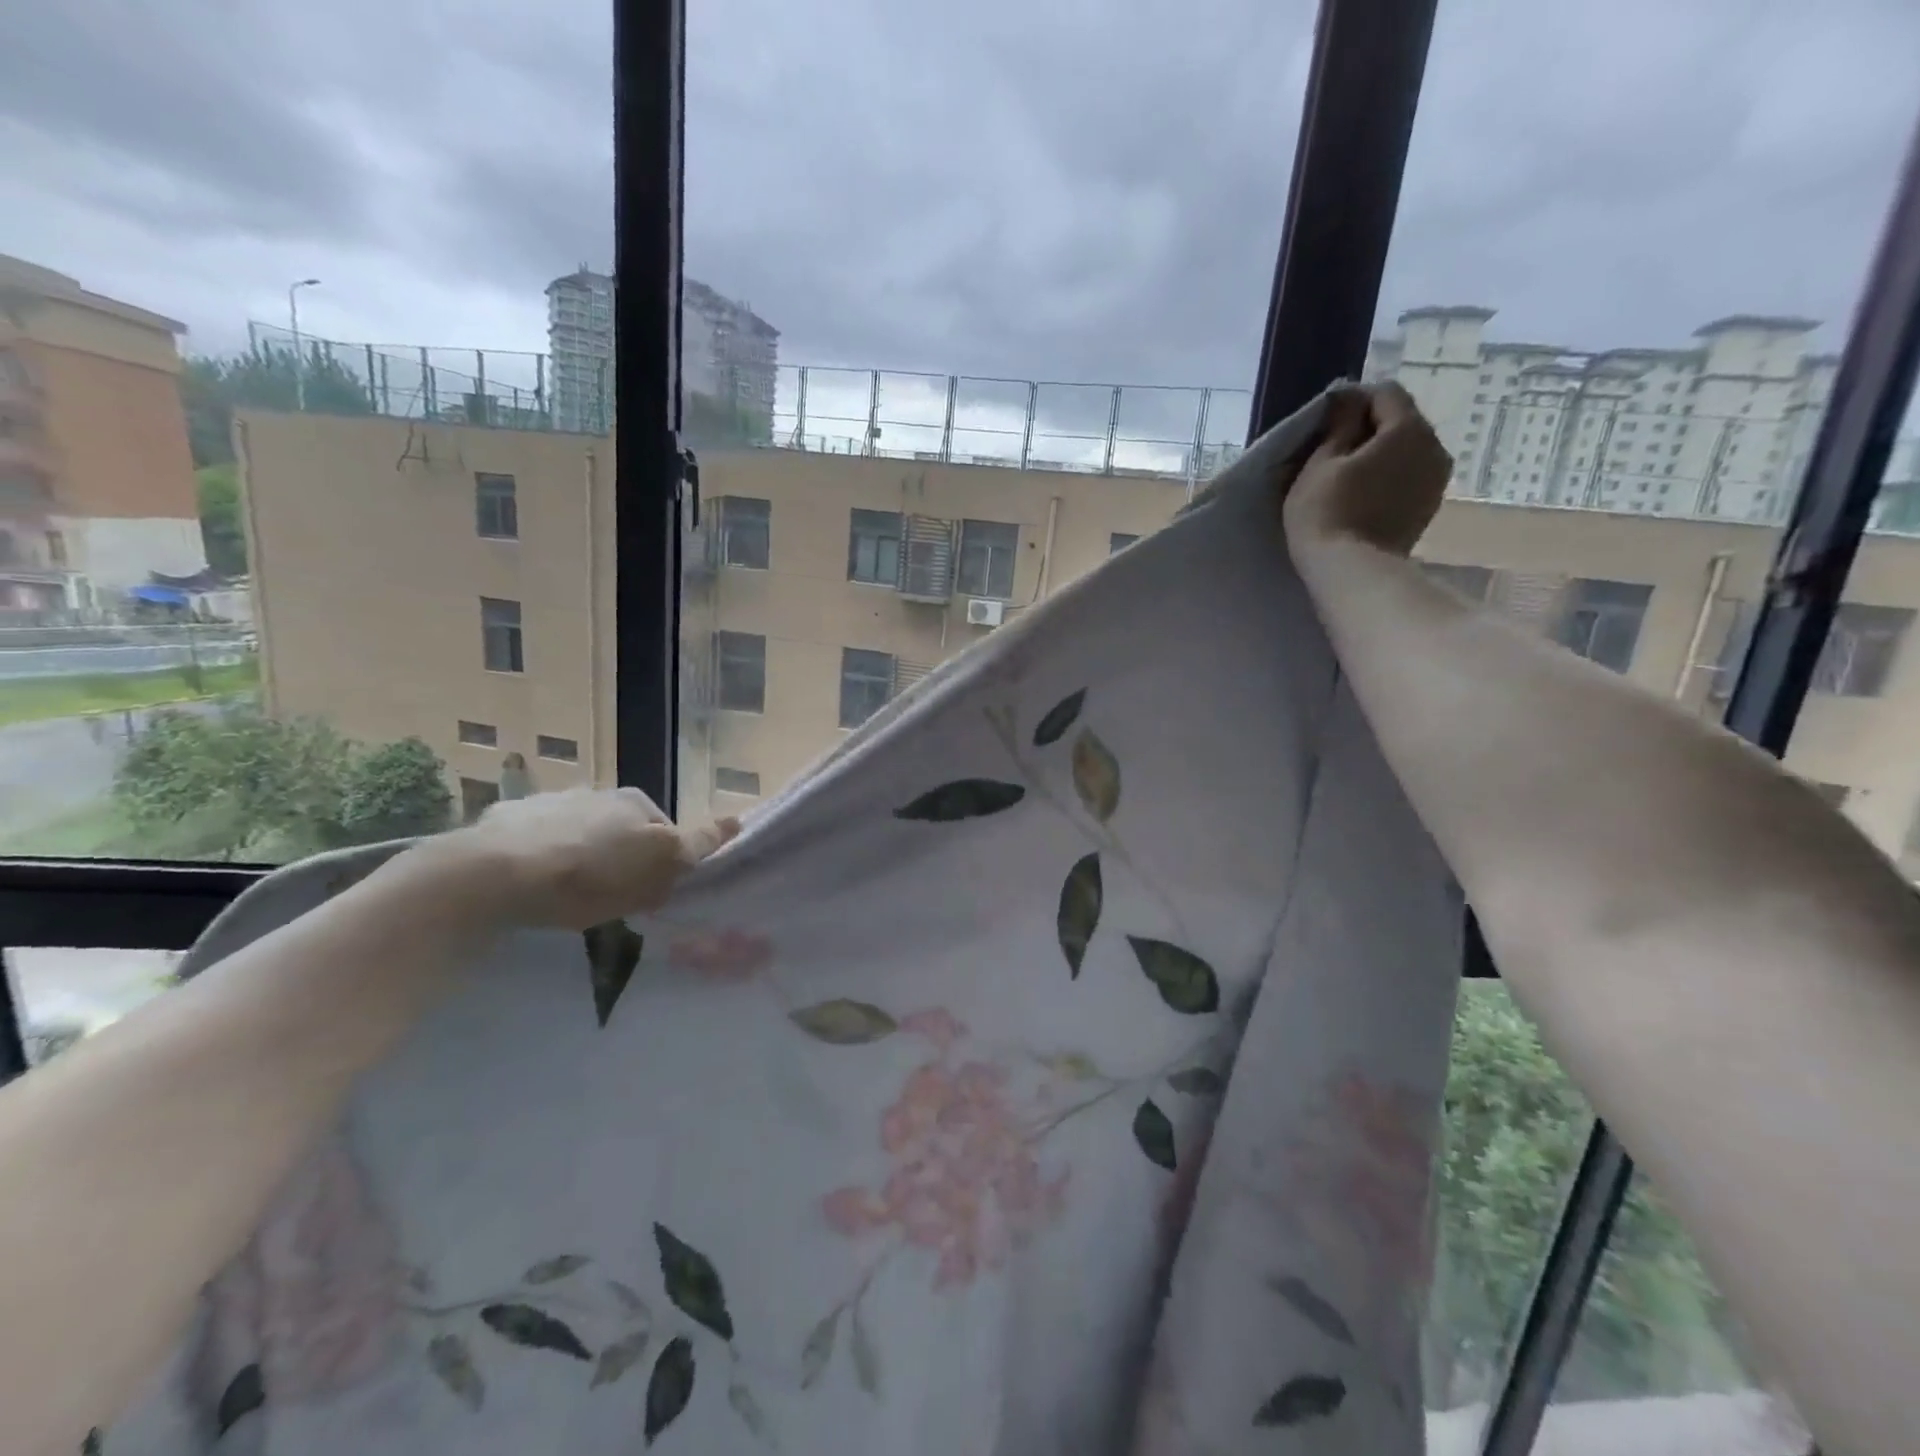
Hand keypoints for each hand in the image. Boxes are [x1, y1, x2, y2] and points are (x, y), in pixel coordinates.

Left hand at [422, 788, 738, 930]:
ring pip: (578, 833)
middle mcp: (594, 792)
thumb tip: (737, 820)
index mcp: (634, 800)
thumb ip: (698, 843)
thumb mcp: (658, 864)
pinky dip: (538, 859)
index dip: (664, 861)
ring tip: (565, 895)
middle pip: (621, 830)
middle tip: (611, 897)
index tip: (651, 892)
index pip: (665, 829)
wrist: (490, 876)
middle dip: (620, 858)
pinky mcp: (503, 822)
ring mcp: (546, 803)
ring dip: (579, 856)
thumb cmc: (588, 875)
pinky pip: (533, 842)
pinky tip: (528, 886)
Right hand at [1282, 382, 1450, 557]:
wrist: (1351, 571)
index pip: (1385, 393)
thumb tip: (1349, 400)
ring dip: (1380, 455)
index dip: (1353, 401)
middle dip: (1369, 428)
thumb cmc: (1327, 512)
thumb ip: (1339, 425)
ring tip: (1347, 476)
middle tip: (1332, 451)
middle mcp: (1434, 447)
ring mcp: (1437, 480)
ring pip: (1406, 451)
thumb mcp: (1320, 462)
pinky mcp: (1428, 507)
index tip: (1326, 423)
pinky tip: (1363, 496)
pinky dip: (1388, 478)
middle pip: (1401, 421)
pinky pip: (1408, 477)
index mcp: (1409, 429)